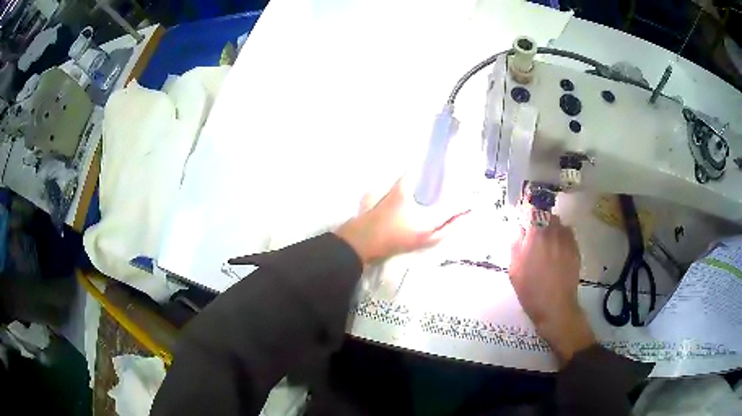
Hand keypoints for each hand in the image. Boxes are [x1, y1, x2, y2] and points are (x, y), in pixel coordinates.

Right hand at [334, 179, 467, 264]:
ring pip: (444, 235)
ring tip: (459, 218)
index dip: (465, 205)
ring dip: (453, 227)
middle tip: (472, 210)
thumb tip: (416, 163)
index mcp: (429, 223)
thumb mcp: (396, 194)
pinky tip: (438, 226)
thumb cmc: (382, 218)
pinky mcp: (412, 246)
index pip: (453, 212)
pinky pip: (435, 239)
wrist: (362, 242)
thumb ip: (408, 177)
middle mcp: (430, 235)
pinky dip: (442, 232)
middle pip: (452, 227)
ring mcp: (421, 244)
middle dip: (463, 218)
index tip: (476, 200)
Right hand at [509, 212, 594, 363]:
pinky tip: (558, 249)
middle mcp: (553, 232)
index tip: (524, 214)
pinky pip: (568, 234)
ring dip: (552, 227)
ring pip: (559, 223)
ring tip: (547, 241)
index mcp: (535, 235)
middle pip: (547, 214)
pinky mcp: (575, 249)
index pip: (533, 209)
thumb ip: (515, 245)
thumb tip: (518, 230)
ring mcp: (567, 240)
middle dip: (540, 219)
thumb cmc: (531, 291)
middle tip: (534, 232)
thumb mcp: (514, 270)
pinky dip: (562, 236)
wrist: (556, 307)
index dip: (528, 209)